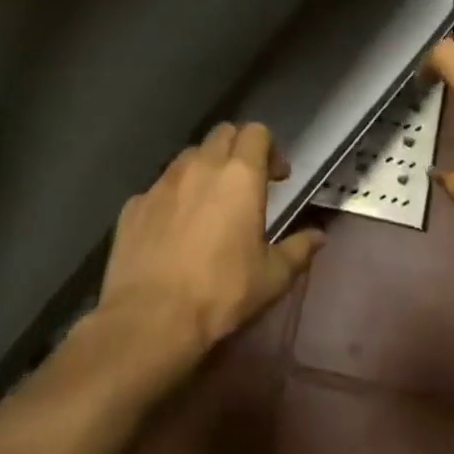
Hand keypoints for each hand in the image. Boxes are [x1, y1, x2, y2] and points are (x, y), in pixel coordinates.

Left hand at [99, 121, 324, 356]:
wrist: (150, 321)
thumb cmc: (221, 293)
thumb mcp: (272, 278)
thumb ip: (298, 249)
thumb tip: (319, 236)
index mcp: (240, 174)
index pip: (257, 132)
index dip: (270, 149)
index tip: (277, 178)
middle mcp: (201, 166)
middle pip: (222, 134)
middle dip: (237, 150)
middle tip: (245, 183)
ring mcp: (162, 182)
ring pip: (189, 157)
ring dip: (204, 169)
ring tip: (208, 203)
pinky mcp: (134, 205)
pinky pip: (159, 188)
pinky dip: (172, 197)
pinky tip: (174, 229)